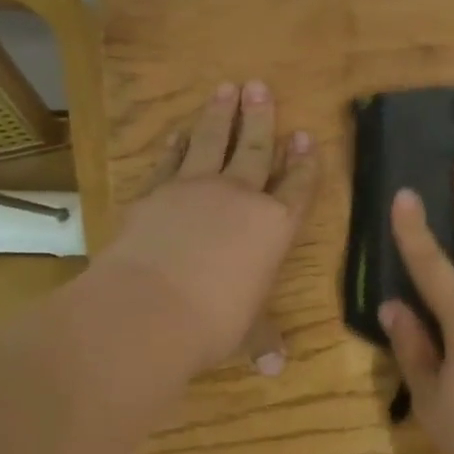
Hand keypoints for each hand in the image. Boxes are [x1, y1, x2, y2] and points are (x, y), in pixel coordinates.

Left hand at [101, 81, 317, 376]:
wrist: (149, 308)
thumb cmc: (213, 322)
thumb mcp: (244, 332)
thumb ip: (261, 338)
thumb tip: (275, 366)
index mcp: (273, 226)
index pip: (296, 187)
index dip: (302, 162)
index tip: (305, 136)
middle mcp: (240, 197)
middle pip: (255, 149)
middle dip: (261, 117)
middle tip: (261, 86)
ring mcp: (195, 189)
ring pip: (213, 141)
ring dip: (220, 114)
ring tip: (227, 88)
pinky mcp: (155, 192)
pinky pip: (170, 161)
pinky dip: (176, 146)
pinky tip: (179, 132)